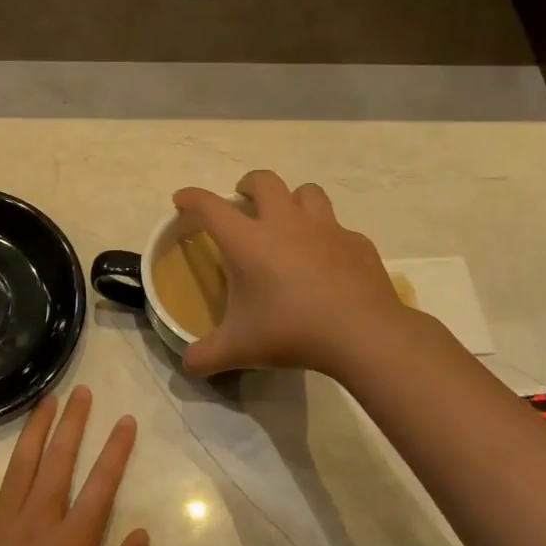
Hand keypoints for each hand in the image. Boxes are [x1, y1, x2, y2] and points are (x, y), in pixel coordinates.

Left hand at [0, 387, 150, 545]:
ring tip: (47, 400)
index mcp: (72, 543)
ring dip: (35, 430)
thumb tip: (141, 532)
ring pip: (20, 467)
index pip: (101, 484)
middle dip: (74, 423)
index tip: (126, 420)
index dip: (116, 450)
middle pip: (59, 462)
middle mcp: (37, 523)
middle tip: (83, 391)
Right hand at [173, 169, 405, 378]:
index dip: (191, 198)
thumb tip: (188, 365)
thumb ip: (207, 355)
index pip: (209, 206)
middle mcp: (285, 223)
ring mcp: (325, 229)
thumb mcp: (240, 349)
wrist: (362, 333)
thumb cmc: (291, 332)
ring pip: (307, 192)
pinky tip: (328, 262)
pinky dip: (328, 237)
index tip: (182, 200)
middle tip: (243, 202)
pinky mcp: (356, 243)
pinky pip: (338, 228)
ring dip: (293, 200)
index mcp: (248, 241)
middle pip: (263, 181)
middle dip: (248, 184)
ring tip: (288, 222)